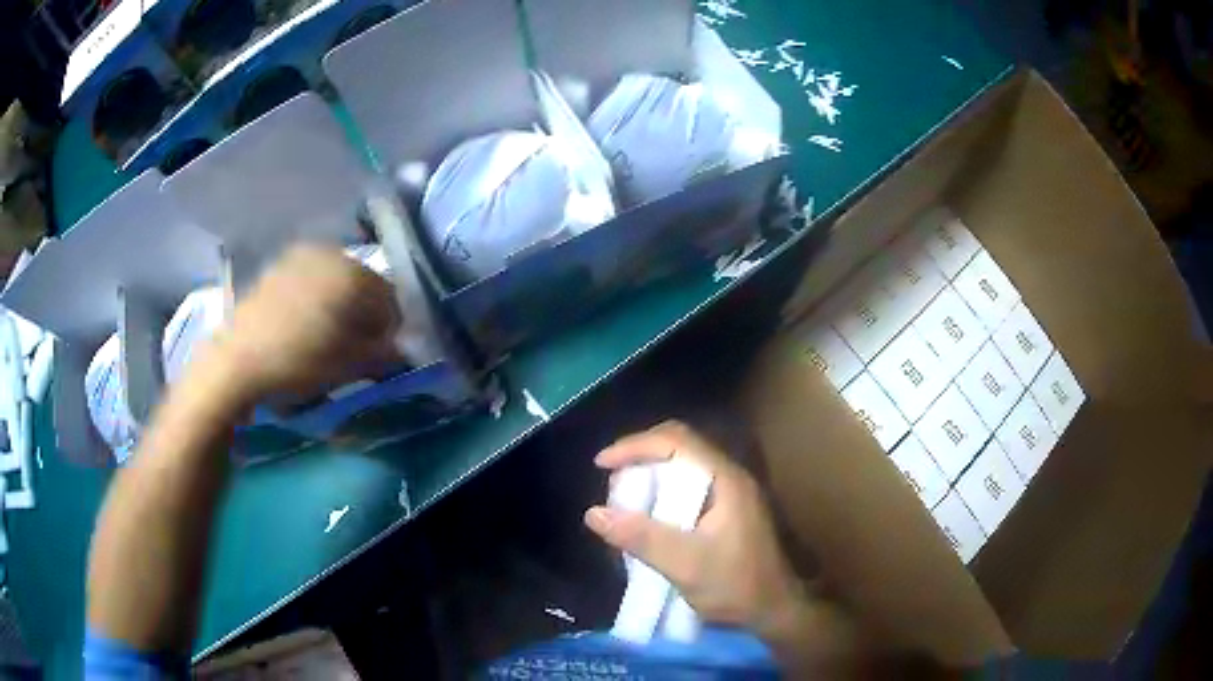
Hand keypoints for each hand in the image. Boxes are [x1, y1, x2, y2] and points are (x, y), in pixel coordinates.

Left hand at [205, 244, 401, 405]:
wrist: (237, 361)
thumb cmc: (299, 362)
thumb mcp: (349, 365)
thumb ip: (384, 354)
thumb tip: (401, 349)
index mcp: (351, 273)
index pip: (390, 297)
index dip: (392, 327)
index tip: (384, 353)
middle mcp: (329, 254)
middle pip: (363, 284)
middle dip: (366, 313)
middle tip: (358, 346)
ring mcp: (300, 257)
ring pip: (336, 280)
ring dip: (342, 306)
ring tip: (330, 337)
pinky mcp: (278, 267)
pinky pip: (311, 280)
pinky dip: (317, 299)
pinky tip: (306, 326)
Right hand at [584, 421, 810, 640]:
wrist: (774, 611)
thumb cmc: (736, 585)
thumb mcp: (685, 565)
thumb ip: (641, 538)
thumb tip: (593, 513)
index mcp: (725, 480)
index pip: (677, 441)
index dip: (635, 445)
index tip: (602, 463)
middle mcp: (729, 478)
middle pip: (679, 447)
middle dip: (641, 457)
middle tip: (611, 480)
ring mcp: (730, 494)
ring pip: (683, 467)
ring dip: (651, 476)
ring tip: (624, 500)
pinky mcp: (727, 512)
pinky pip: (688, 488)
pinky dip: (662, 494)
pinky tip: (648, 518)